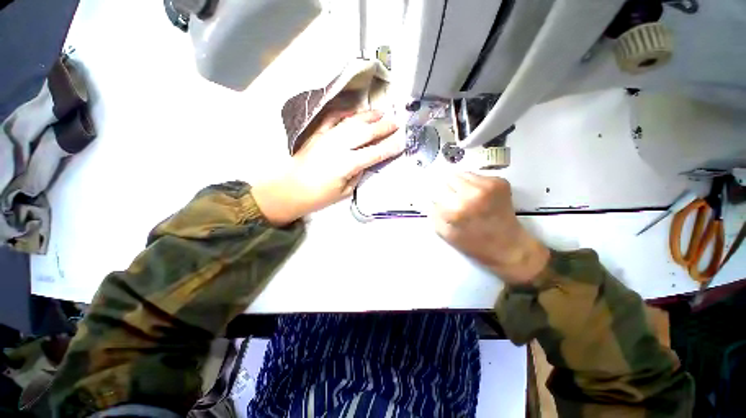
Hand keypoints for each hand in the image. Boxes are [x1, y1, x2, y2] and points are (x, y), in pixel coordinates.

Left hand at [252, 110, 402, 224]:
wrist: (289, 190)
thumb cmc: (318, 196)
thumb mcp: (344, 191)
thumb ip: (357, 174)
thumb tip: (365, 162)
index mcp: (348, 164)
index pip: (375, 153)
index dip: (390, 147)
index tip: (402, 142)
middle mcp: (339, 146)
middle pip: (366, 133)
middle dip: (383, 127)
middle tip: (396, 123)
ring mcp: (327, 137)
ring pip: (352, 122)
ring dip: (368, 116)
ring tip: (380, 113)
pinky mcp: (317, 134)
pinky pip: (331, 118)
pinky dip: (343, 113)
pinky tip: (352, 113)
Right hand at [432, 172, 549, 284]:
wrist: (509, 247)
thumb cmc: (474, 244)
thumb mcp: (446, 234)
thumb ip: (434, 215)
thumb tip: (431, 199)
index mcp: (457, 209)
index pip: (437, 193)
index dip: (439, 199)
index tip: (443, 204)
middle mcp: (472, 193)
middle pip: (449, 178)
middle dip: (449, 189)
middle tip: (456, 201)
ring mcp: (488, 185)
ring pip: (463, 174)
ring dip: (462, 185)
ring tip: (468, 198)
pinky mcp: (500, 182)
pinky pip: (478, 176)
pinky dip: (475, 184)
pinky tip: (481, 197)